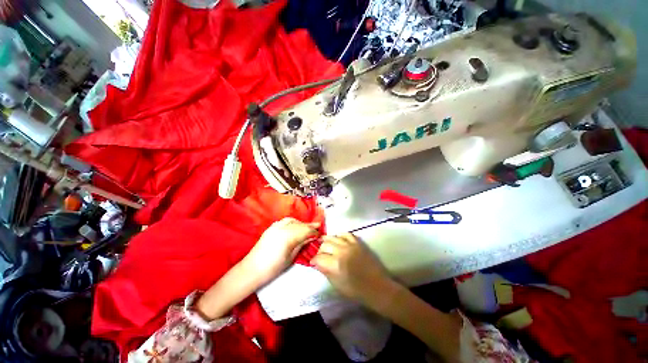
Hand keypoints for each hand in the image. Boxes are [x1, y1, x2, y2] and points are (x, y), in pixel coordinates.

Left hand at [243, 217, 319, 283]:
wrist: (252, 269)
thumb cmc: (273, 268)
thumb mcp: (291, 257)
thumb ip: (301, 244)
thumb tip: (311, 237)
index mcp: (289, 236)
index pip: (305, 231)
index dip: (314, 231)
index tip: (319, 233)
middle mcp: (283, 228)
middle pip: (299, 224)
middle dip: (309, 226)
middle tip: (317, 226)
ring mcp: (275, 226)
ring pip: (292, 220)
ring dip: (301, 223)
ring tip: (306, 227)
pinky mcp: (271, 227)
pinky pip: (284, 221)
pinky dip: (292, 222)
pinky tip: (295, 226)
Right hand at [311, 233, 396, 308]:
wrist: (376, 286)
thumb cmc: (356, 290)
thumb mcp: (337, 285)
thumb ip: (325, 271)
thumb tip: (317, 263)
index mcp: (335, 265)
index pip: (318, 258)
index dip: (313, 260)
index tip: (313, 262)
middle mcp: (341, 252)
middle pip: (325, 245)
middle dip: (320, 250)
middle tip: (321, 255)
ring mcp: (350, 245)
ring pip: (333, 237)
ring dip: (327, 241)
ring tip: (325, 244)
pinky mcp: (358, 242)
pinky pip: (346, 234)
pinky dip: (339, 235)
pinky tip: (337, 239)